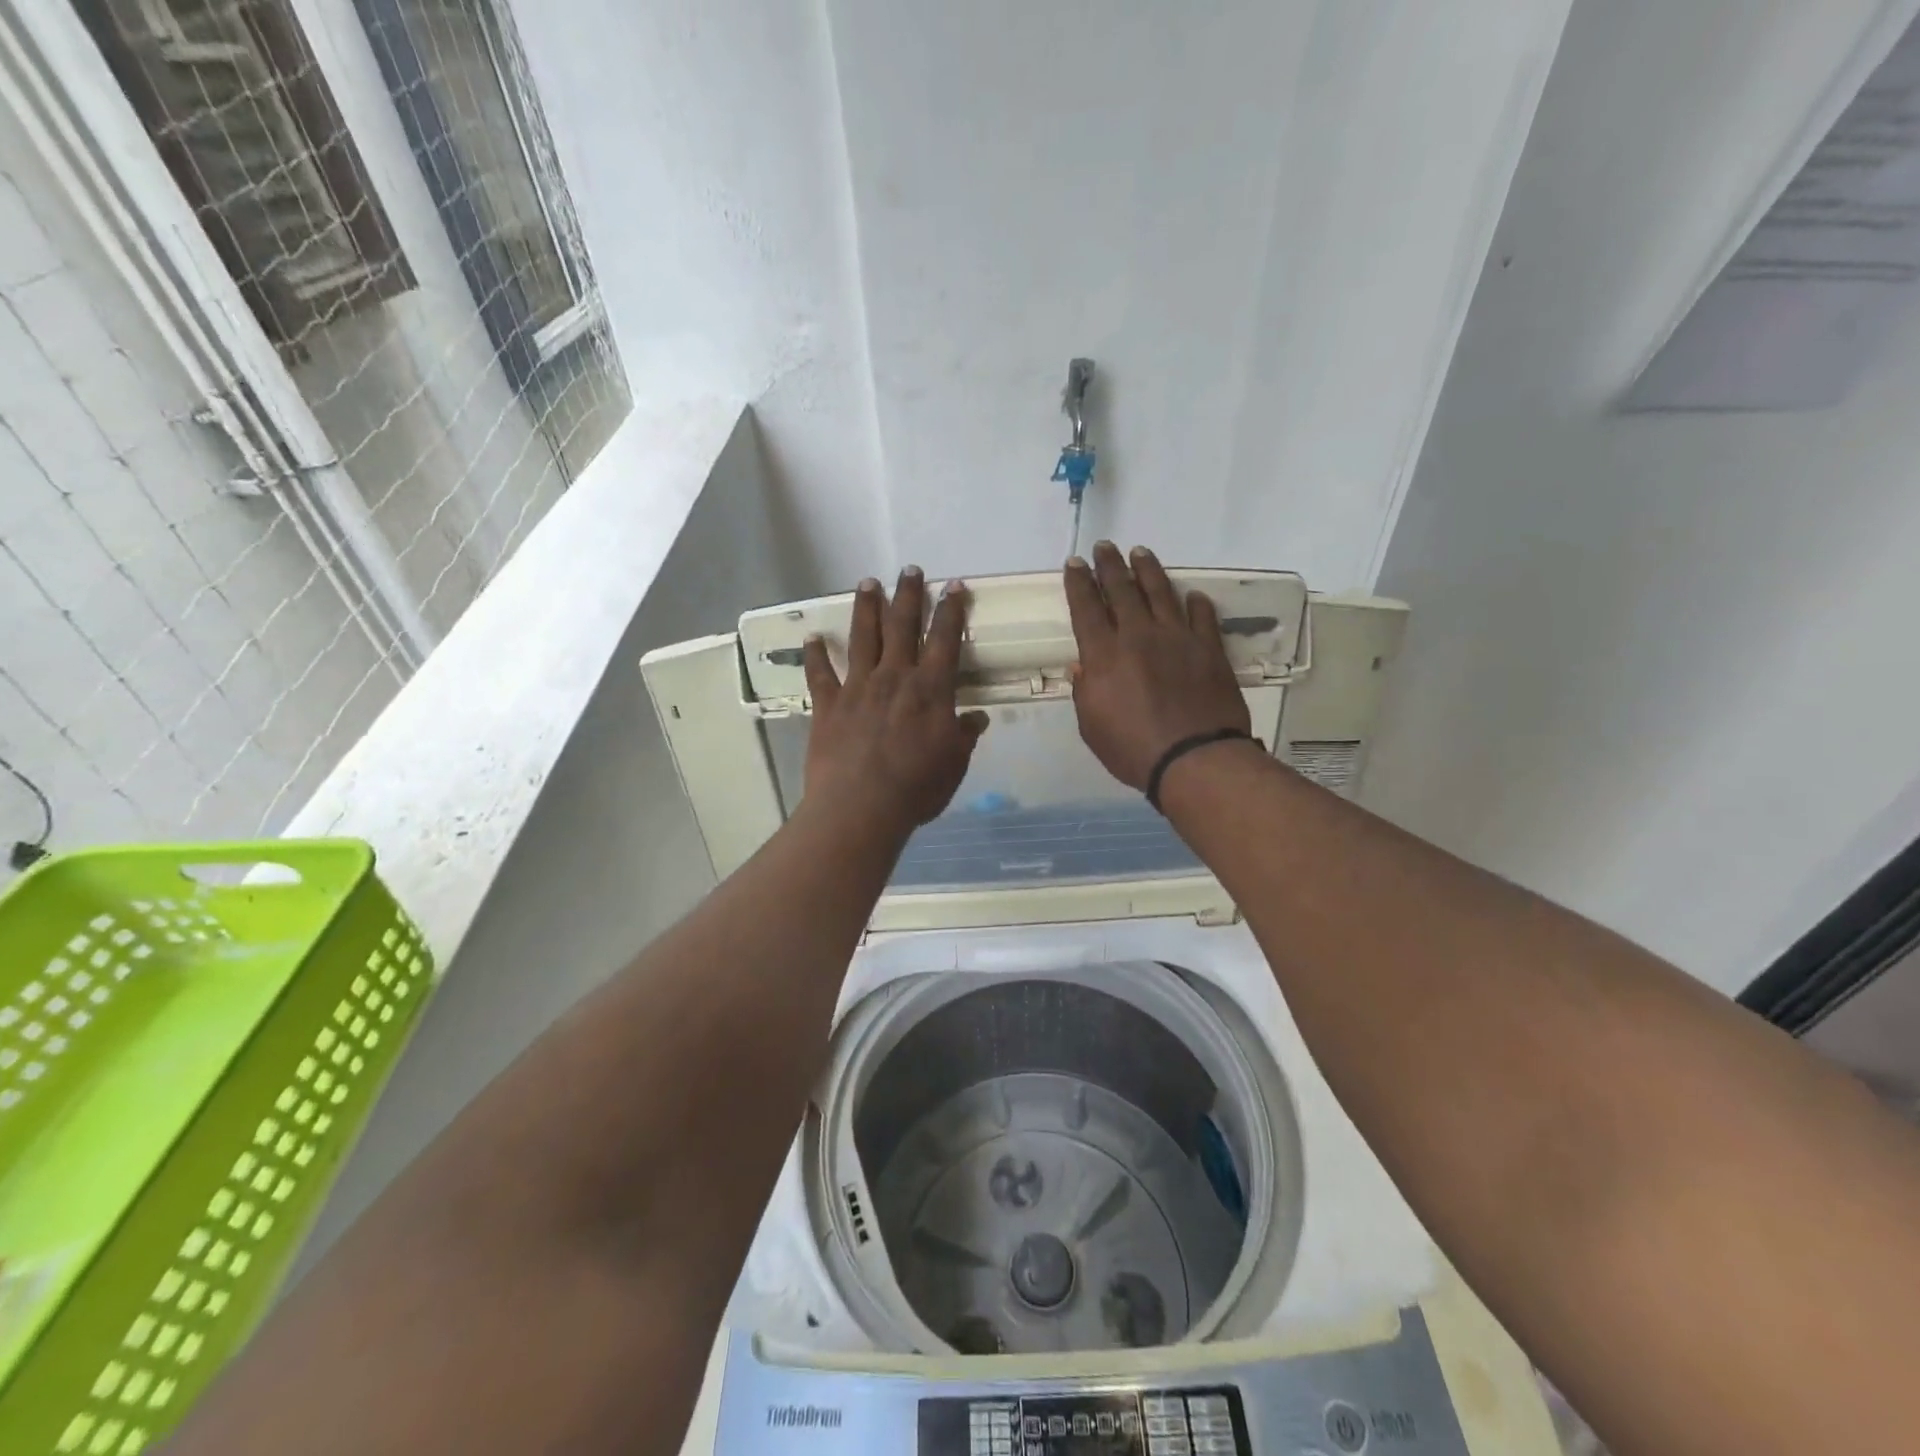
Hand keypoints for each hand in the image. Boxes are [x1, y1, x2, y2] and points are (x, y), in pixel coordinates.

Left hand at [803, 567, 989, 835]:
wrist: (861, 806)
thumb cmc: (916, 787)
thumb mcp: (954, 764)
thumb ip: (964, 736)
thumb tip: (977, 719)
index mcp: (930, 689)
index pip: (945, 640)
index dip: (951, 611)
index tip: (954, 586)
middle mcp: (894, 677)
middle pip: (903, 626)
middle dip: (908, 595)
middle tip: (909, 569)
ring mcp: (858, 687)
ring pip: (864, 637)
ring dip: (867, 608)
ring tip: (868, 583)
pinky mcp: (828, 704)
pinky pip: (820, 674)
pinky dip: (815, 655)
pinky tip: (812, 638)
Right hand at [1064, 543, 1251, 791]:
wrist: (1194, 757)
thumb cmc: (1132, 749)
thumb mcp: (1091, 726)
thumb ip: (1085, 691)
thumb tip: (1083, 665)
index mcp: (1104, 654)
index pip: (1087, 608)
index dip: (1079, 583)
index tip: (1074, 563)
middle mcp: (1138, 635)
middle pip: (1122, 590)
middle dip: (1109, 565)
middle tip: (1104, 546)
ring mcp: (1177, 638)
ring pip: (1161, 593)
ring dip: (1148, 570)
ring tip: (1140, 552)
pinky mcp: (1208, 648)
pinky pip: (1202, 617)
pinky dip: (1196, 604)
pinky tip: (1192, 595)